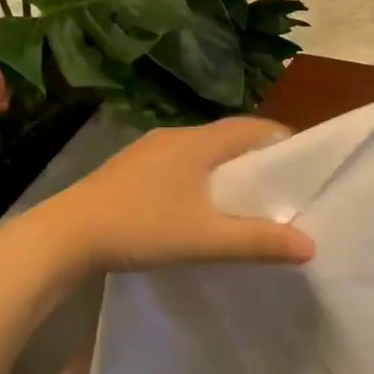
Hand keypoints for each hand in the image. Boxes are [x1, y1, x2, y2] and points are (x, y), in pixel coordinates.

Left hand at [41, 117, 315, 272]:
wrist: (63, 236)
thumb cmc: (140, 228)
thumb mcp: (204, 239)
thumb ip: (257, 242)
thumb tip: (310, 245)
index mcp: (198, 143)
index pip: (252, 128)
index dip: (282, 140)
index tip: (303, 164)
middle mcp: (174, 136)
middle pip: (228, 137)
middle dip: (257, 156)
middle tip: (281, 185)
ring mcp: (147, 150)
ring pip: (201, 150)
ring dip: (226, 167)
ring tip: (245, 197)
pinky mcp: (129, 168)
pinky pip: (179, 162)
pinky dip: (200, 176)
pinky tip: (197, 205)